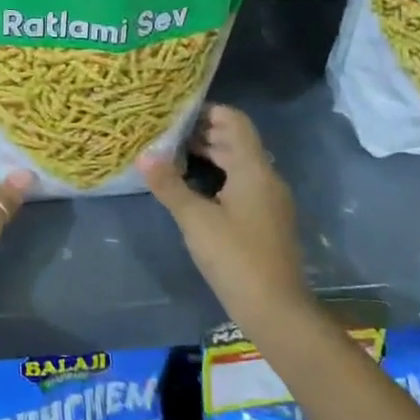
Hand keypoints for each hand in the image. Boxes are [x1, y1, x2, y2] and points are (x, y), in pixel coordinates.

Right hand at [137, 103, 309, 325]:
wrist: (276, 309)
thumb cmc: (235, 257)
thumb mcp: (195, 219)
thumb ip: (169, 185)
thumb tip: (143, 156)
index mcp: (253, 169)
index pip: (235, 121)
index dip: (208, 111)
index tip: (176, 112)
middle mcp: (266, 178)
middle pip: (236, 141)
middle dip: (203, 132)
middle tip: (166, 132)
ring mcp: (269, 200)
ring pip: (239, 164)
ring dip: (210, 155)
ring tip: (173, 156)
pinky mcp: (266, 220)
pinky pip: (242, 184)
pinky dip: (219, 176)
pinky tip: (194, 188)